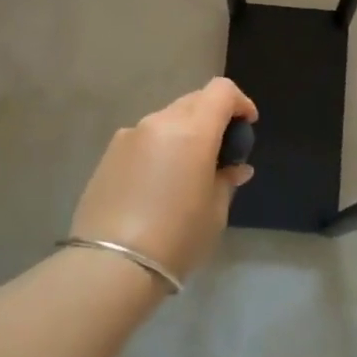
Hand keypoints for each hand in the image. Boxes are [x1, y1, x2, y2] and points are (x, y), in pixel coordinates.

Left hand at [71, 78, 256, 283]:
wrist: (111, 265)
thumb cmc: (177, 238)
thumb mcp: (215, 212)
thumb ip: (226, 180)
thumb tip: (235, 167)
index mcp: (193, 131)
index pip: (221, 91)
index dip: (240, 103)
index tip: (247, 126)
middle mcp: (160, 122)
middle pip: (194, 100)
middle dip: (212, 117)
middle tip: (220, 151)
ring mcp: (130, 134)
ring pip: (167, 119)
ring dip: (184, 132)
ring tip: (187, 170)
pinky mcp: (109, 153)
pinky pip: (144, 137)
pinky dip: (159, 147)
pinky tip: (157, 182)